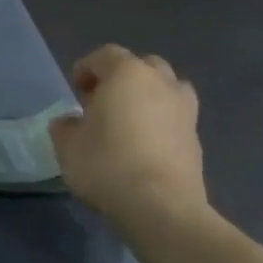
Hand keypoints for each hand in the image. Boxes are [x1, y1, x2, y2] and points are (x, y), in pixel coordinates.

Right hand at [49, 46, 206, 229]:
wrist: (161, 206)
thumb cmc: (107, 165)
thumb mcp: (67, 146)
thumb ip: (65, 127)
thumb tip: (71, 122)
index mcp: (127, 75)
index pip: (104, 56)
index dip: (86, 69)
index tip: (75, 91)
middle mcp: (161, 83)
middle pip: (141, 66)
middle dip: (121, 79)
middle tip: (102, 103)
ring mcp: (185, 110)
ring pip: (166, 88)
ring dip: (148, 96)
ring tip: (129, 121)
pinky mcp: (197, 138)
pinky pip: (175, 117)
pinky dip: (161, 122)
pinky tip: (145, 145)